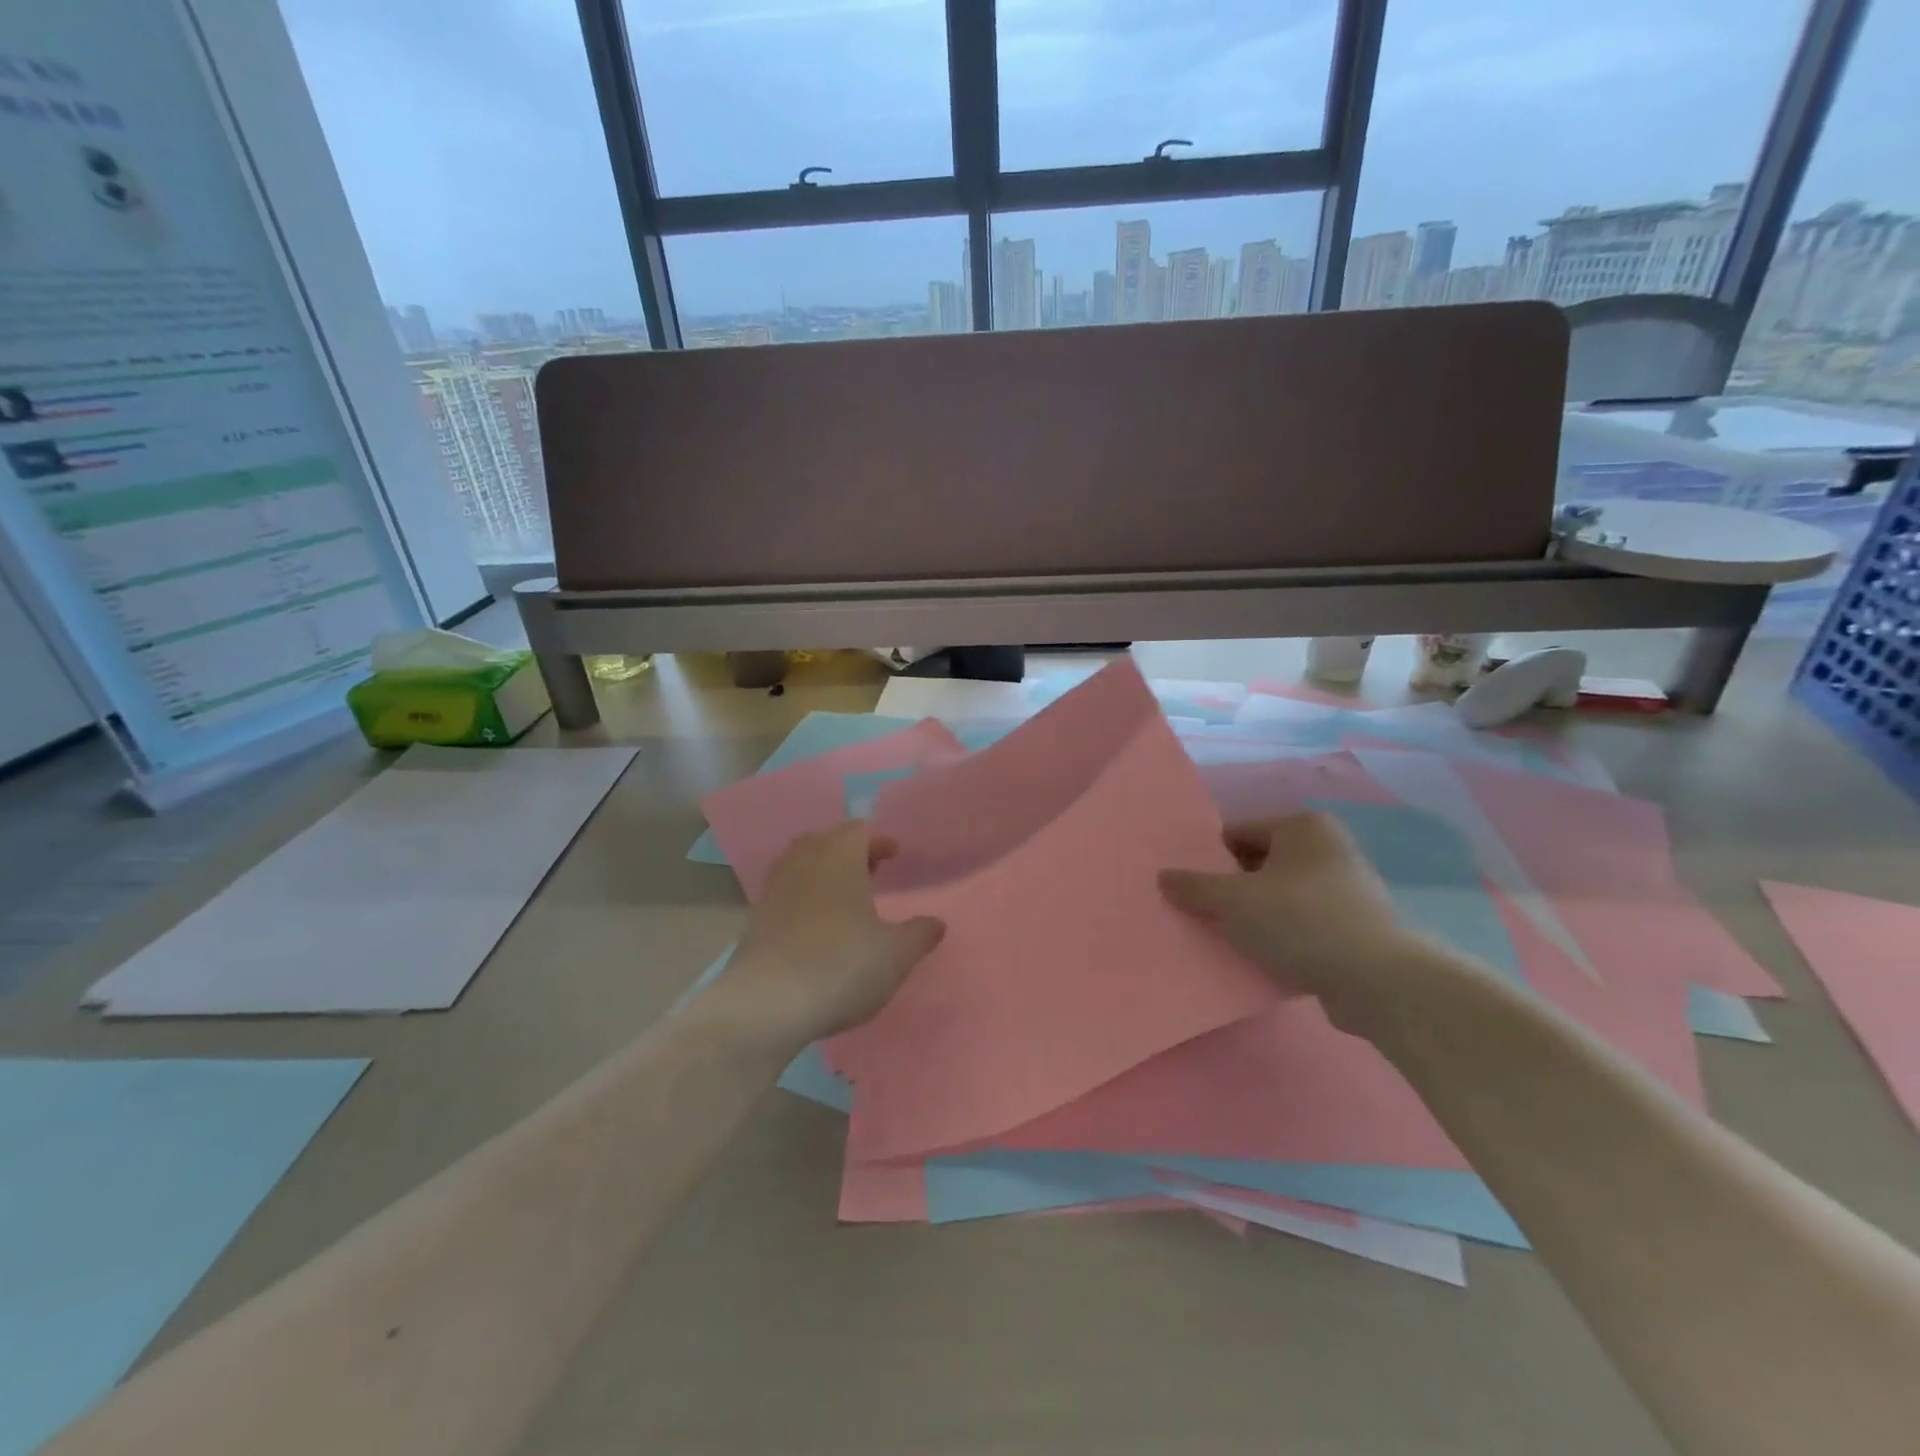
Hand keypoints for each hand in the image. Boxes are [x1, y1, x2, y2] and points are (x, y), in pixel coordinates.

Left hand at [714, 822, 945, 1048]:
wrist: (766, 1005)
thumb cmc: (841, 965)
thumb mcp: (896, 954)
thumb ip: (919, 934)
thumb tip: (936, 923)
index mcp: (838, 856)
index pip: (859, 830)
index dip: (879, 840)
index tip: (895, 855)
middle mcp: (802, 862)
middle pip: (826, 842)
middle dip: (850, 853)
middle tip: (872, 872)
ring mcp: (773, 889)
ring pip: (802, 866)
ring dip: (824, 875)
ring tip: (845, 899)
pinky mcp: (754, 919)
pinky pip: (786, 894)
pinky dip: (804, 900)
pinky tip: (818, 928)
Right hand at [1159, 812, 1418, 1029]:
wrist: (1378, 981)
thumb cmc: (1300, 921)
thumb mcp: (1233, 901)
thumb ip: (1194, 886)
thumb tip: (1163, 877)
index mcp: (1302, 826)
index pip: (1238, 833)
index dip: (1209, 860)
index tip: (1189, 888)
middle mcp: (1328, 848)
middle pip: (1259, 864)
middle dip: (1231, 889)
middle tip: (1202, 914)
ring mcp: (1347, 888)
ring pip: (1280, 896)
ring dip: (1255, 915)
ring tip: (1227, 939)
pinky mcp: (1356, 927)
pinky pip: (1302, 923)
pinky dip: (1281, 936)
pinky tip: (1261, 957)